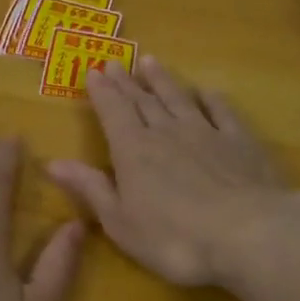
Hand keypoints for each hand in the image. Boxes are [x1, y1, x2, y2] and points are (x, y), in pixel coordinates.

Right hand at [46, 57, 289, 285]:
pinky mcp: (239, 142)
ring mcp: (206, 133)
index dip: (102, 92)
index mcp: (133, 151)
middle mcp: (166, 132)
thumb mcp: (120, 222)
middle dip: (126, 82)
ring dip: (162, 80)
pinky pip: (222, 112)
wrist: (247, 234)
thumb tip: (53, 163)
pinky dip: (212, 99)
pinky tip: (207, 91)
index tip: (94, 71)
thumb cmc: (174, 238)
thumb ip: (90, 188)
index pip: (113, 113)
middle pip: (142, 101)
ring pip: (178, 99)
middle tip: (115, 62)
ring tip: (150, 62)